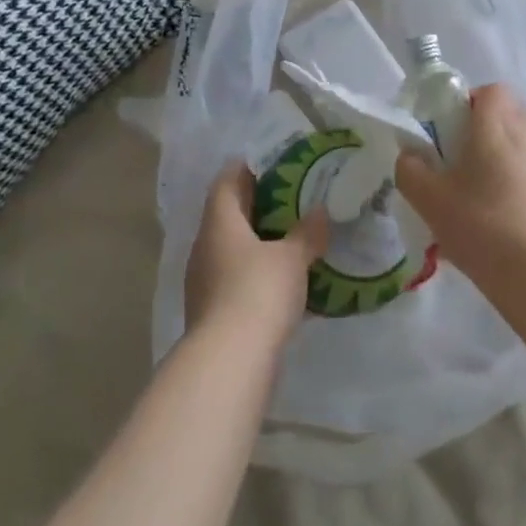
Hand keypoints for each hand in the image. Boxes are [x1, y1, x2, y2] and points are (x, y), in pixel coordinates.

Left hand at [185, 163, 328, 348]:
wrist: (229, 361)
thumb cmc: (258, 292)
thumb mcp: (291, 258)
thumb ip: (306, 232)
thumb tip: (320, 211)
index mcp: (219, 222)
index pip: (226, 182)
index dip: (245, 169)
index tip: (269, 163)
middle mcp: (205, 246)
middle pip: (228, 215)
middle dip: (255, 205)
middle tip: (289, 198)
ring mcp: (204, 281)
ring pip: (231, 249)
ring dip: (256, 242)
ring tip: (289, 238)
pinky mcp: (213, 311)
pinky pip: (235, 279)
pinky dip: (256, 274)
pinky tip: (282, 282)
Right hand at [395, 84, 525, 291]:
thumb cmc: (485, 229)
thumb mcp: (430, 202)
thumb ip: (410, 170)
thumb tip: (411, 157)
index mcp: (498, 125)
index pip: (489, 91)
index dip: (468, 105)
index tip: (451, 137)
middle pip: (510, 116)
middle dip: (488, 135)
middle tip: (465, 171)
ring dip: (511, 162)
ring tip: (491, 204)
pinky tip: (519, 226)